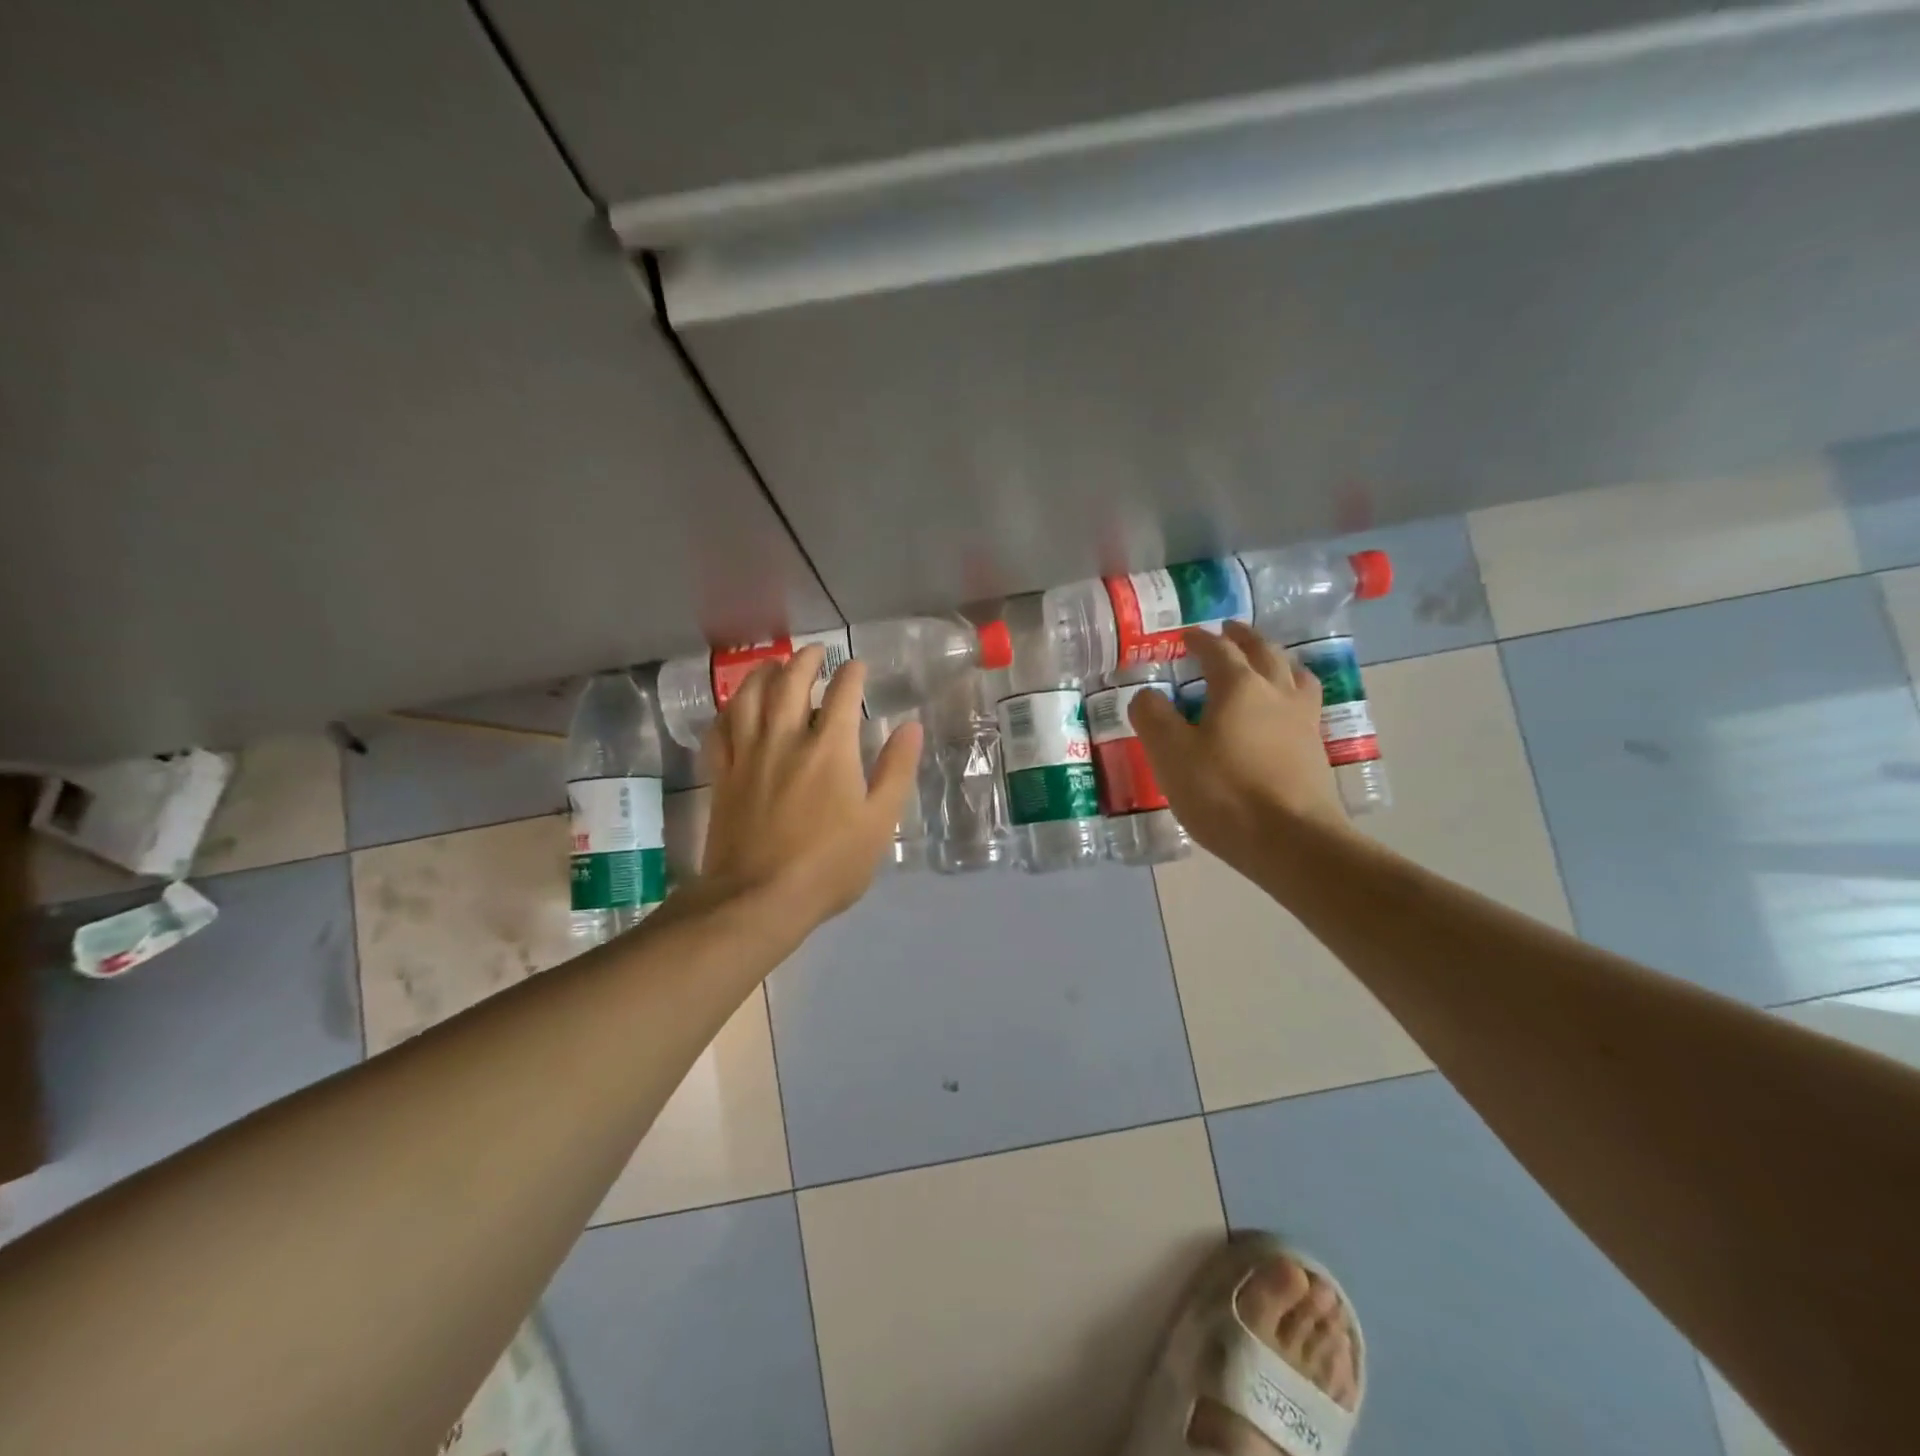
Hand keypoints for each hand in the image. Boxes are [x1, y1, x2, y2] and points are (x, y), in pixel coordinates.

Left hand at [699, 645, 923, 930]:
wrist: (759, 898)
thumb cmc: (830, 864)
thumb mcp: (880, 822)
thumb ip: (896, 770)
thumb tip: (910, 726)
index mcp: (830, 749)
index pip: (842, 693)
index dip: (852, 673)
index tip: (858, 666)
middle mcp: (786, 739)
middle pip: (790, 682)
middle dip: (805, 660)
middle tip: (815, 652)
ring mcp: (748, 755)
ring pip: (749, 697)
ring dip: (763, 673)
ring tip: (773, 665)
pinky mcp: (723, 775)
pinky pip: (720, 730)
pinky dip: (728, 710)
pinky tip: (735, 707)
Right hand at [1127, 621, 1349, 871]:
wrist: (1291, 841)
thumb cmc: (1223, 792)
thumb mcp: (1170, 754)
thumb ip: (1152, 717)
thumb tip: (1147, 694)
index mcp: (1239, 686)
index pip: (1218, 650)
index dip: (1200, 639)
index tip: (1186, 636)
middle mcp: (1276, 693)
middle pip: (1263, 652)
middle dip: (1243, 638)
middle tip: (1229, 631)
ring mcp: (1303, 720)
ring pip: (1293, 674)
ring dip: (1275, 660)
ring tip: (1264, 663)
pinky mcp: (1316, 750)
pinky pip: (1304, 703)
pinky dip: (1290, 691)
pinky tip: (1281, 710)